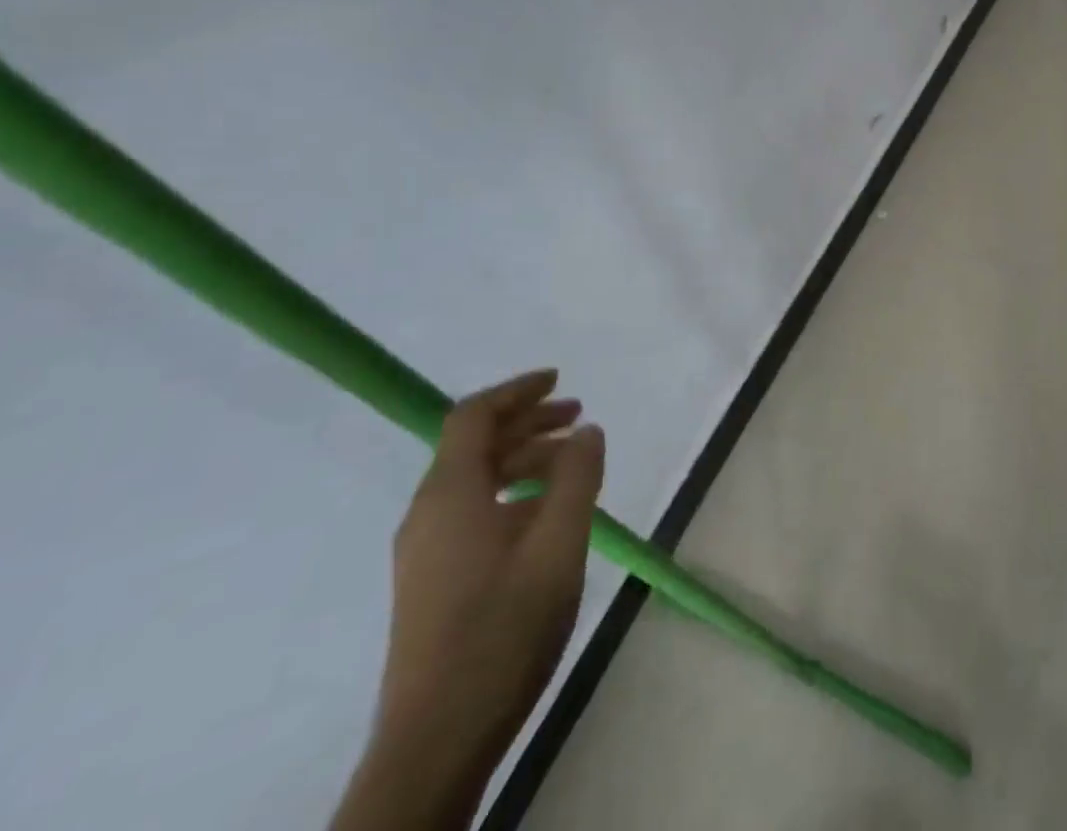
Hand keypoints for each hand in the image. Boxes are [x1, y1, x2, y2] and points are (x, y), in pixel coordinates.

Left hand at [375, 370, 604, 775]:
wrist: (438, 739)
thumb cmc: (504, 628)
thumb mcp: (559, 544)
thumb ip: (577, 478)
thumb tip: (587, 430)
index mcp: (450, 496)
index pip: (473, 417)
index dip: (517, 390)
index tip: (559, 379)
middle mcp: (428, 514)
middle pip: (475, 445)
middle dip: (528, 422)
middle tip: (579, 415)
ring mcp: (425, 551)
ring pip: (475, 480)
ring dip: (524, 457)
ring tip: (574, 462)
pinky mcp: (433, 580)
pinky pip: (473, 510)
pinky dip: (513, 492)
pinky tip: (549, 513)